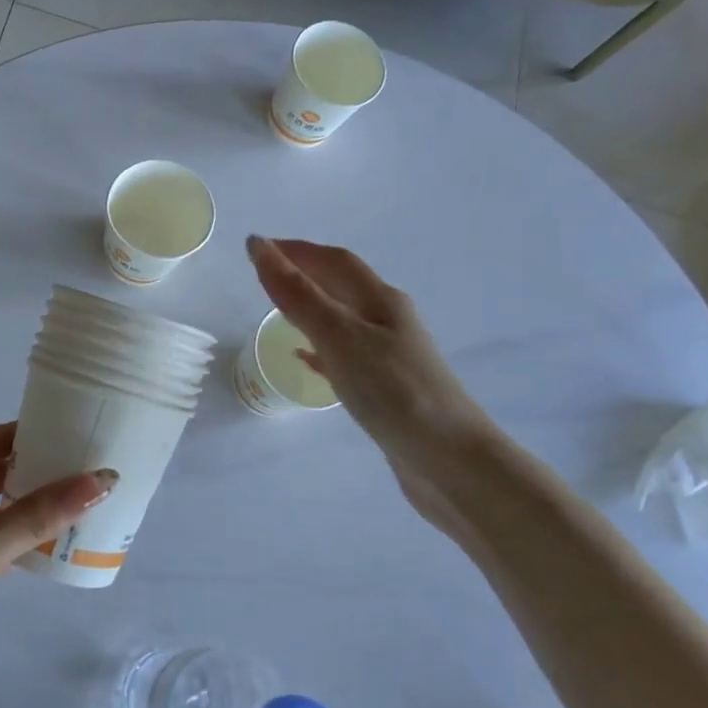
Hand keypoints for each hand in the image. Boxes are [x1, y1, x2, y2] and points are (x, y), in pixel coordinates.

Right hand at [246, 235, 497, 525]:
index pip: (334, 261)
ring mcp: (390, 356)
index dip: (296, 249)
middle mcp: (388, 321)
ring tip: (277, 310)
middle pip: (342, 286)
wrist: (450, 461)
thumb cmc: (395, 392)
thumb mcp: (339, 337)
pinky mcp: (386, 388)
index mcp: (381, 301)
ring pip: (343, 320)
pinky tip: (305, 361)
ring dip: (312, 308)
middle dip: (304, 273)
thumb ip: (297, 295)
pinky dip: (320, 350)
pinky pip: (345, 356)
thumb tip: (259, 246)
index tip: (256, 246)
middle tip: (262, 275)